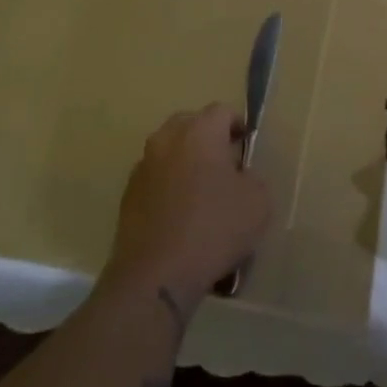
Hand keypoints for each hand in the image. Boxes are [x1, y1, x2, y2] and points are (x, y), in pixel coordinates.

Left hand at [107, 104, 271, 311]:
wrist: (156, 275)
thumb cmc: (214, 229)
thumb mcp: (258, 202)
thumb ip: (253, 177)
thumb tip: (240, 176)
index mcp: (199, 132)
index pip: (221, 111)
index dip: (238, 125)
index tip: (247, 147)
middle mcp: (166, 140)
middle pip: (190, 124)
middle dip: (209, 138)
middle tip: (225, 166)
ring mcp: (143, 167)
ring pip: (170, 151)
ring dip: (186, 161)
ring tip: (202, 193)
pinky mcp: (128, 195)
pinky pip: (156, 178)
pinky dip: (169, 186)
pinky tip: (181, 216)